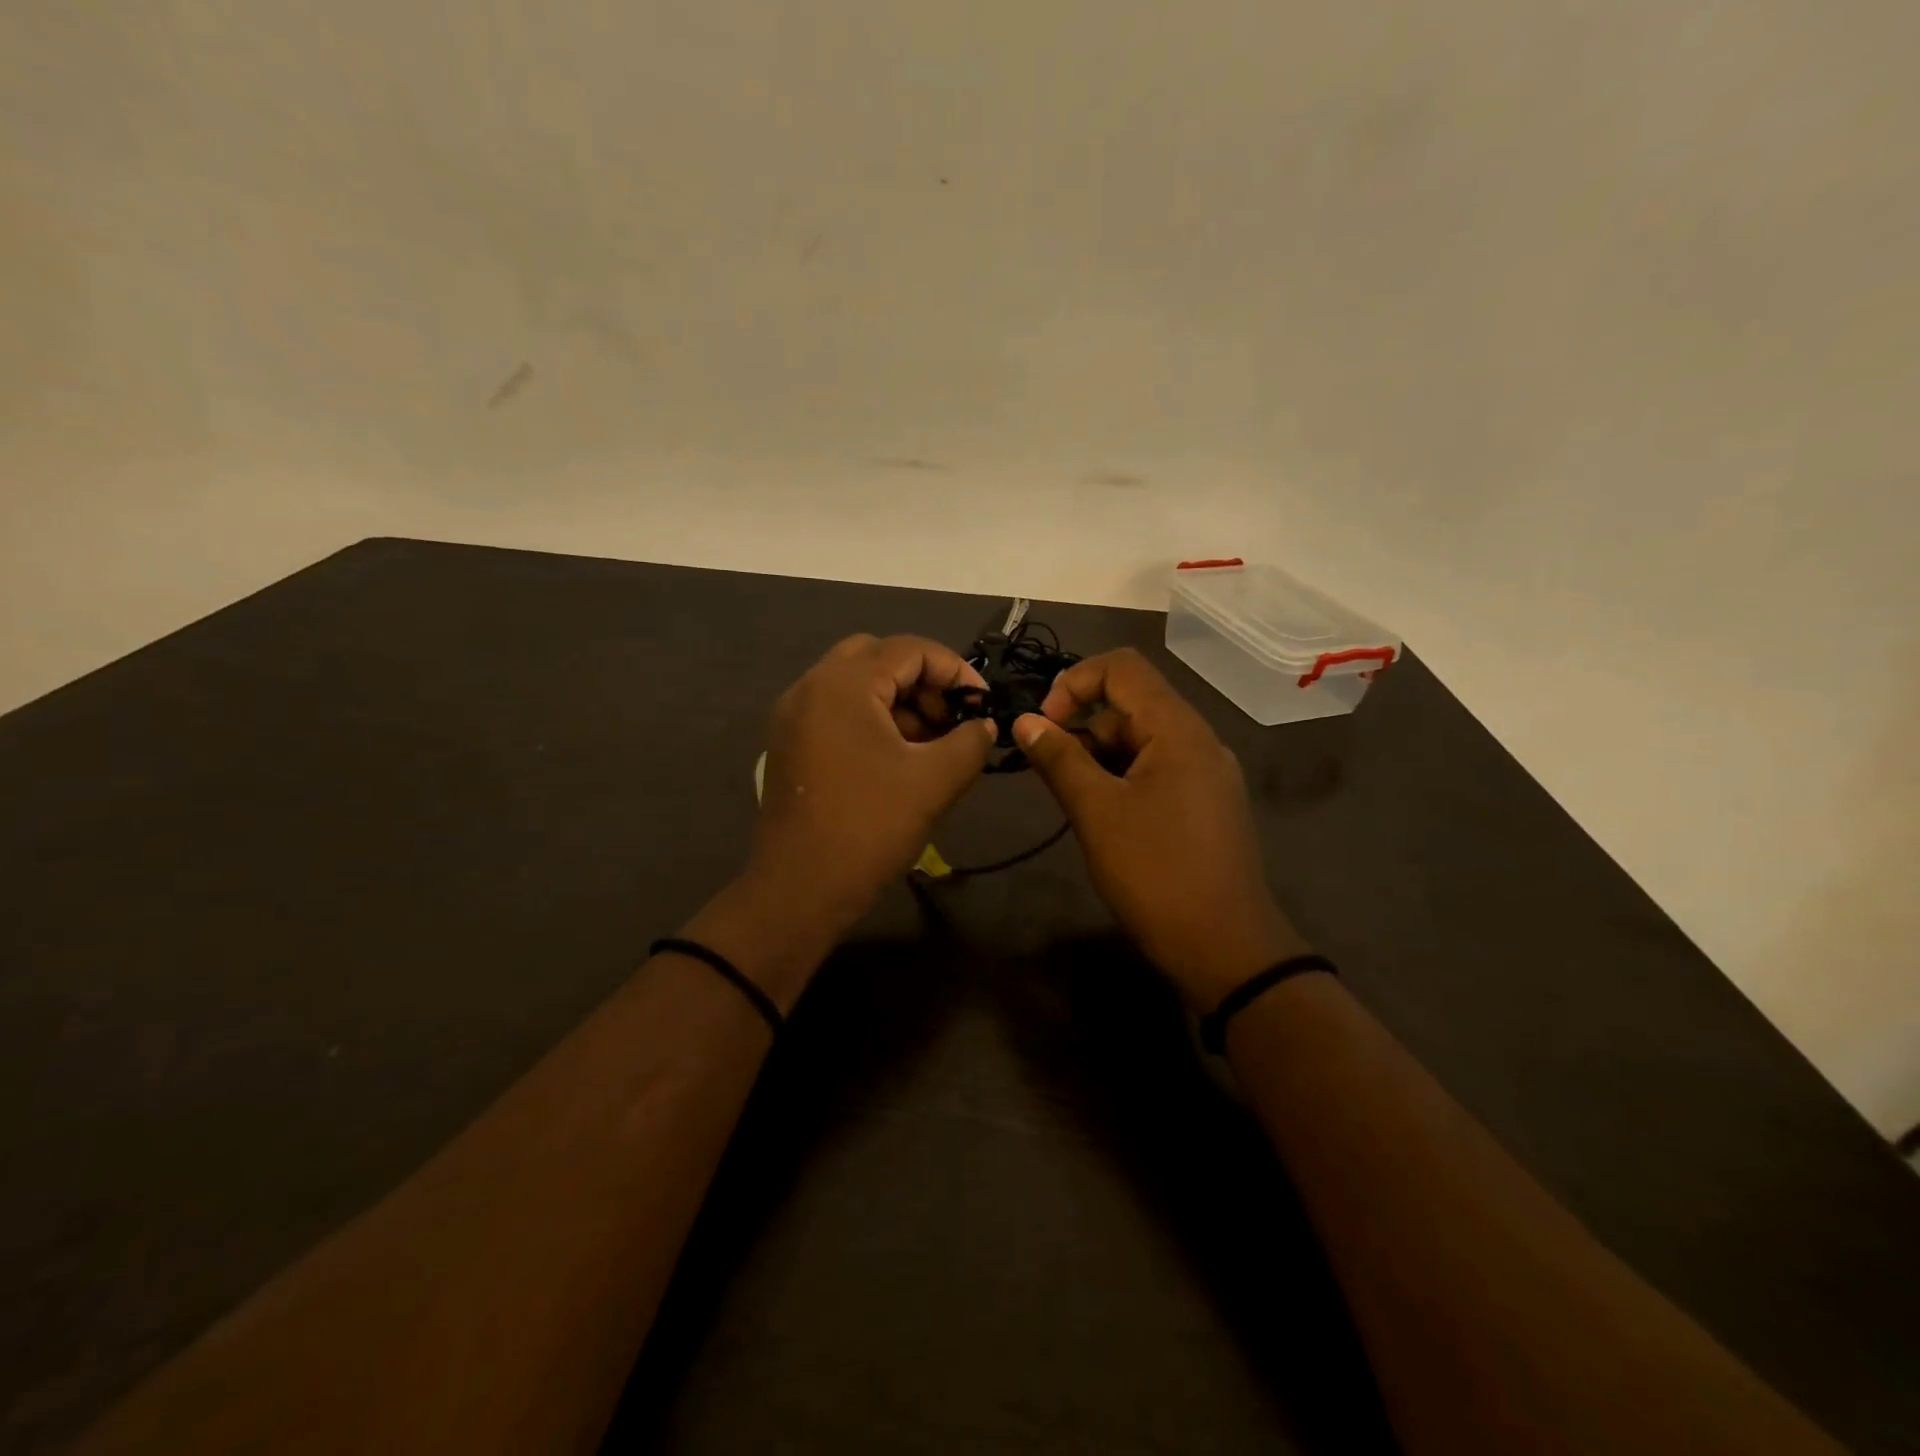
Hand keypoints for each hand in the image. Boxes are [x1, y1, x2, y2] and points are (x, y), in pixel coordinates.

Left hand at [748, 633, 995, 930]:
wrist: (800, 889)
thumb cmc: (870, 826)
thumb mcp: (936, 781)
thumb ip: (970, 741)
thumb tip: (985, 725)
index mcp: (843, 684)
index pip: (909, 649)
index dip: (954, 670)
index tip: (982, 703)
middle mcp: (811, 686)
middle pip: (877, 657)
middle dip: (922, 681)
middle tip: (950, 718)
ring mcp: (793, 716)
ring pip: (855, 684)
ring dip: (897, 700)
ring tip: (930, 743)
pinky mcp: (789, 743)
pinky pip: (836, 710)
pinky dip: (871, 718)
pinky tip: (897, 757)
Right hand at [1013, 648, 1306, 1010]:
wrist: (1226, 949)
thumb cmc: (1156, 873)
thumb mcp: (1096, 813)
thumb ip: (1059, 759)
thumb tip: (1025, 721)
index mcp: (1178, 729)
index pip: (1122, 668)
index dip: (1074, 683)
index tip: (1044, 725)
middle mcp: (1199, 740)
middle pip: (1131, 704)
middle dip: (1084, 727)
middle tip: (1052, 772)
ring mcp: (1207, 773)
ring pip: (1142, 740)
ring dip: (1100, 757)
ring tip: (1077, 802)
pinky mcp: (1206, 803)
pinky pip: (1158, 769)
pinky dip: (1123, 778)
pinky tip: (1105, 817)